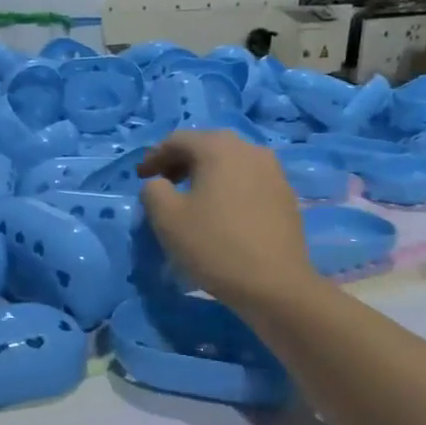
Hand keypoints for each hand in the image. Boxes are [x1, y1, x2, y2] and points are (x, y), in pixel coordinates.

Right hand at [139, 131, 320, 312]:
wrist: (275, 284)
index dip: (154, 156)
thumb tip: (159, 184)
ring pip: (230, 162)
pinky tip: (221, 211)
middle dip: (181, 162)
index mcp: (219, 147)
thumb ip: (153, 191)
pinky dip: (228, 187)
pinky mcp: (285, 194)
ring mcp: (273, 171)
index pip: (178, 140)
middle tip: (163, 183)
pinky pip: (248, 180)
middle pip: (207, 146)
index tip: (140, 177)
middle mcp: (250, 149)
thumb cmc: (214, 245)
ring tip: (191, 197)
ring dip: (206, 174)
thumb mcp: (167, 218)